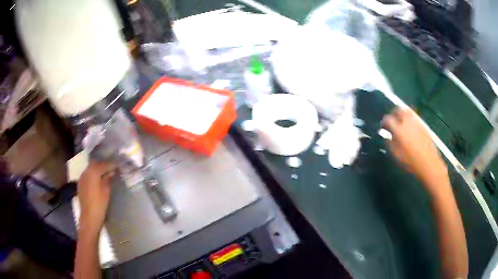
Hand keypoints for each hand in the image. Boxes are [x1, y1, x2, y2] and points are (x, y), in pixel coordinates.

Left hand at [77, 161, 115, 234]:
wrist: (89, 217)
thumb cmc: (100, 204)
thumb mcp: (106, 191)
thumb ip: (108, 179)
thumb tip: (111, 172)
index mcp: (93, 173)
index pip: (103, 165)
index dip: (111, 164)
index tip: (118, 166)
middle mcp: (86, 172)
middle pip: (95, 163)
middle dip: (103, 165)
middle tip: (111, 169)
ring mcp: (82, 177)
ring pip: (90, 168)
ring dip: (97, 169)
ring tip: (105, 174)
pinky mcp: (80, 183)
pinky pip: (87, 174)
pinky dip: (92, 174)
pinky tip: (97, 180)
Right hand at [384, 108, 449, 196]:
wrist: (429, 164)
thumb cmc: (411, 162)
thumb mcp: (397, 156)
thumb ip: (390, 143)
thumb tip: (387, 136)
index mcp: (399, 130)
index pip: (388, 119)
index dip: (384, 122)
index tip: (383, 126)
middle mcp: (408, 122)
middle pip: (399, 109)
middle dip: (393, 112)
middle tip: (391, 119)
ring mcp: (417, 122)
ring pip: (407, 111)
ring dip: (402, 113)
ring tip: (400, 120)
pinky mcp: (423, 125)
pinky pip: (414, 117)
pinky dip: (409, 118)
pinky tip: (409, 126)